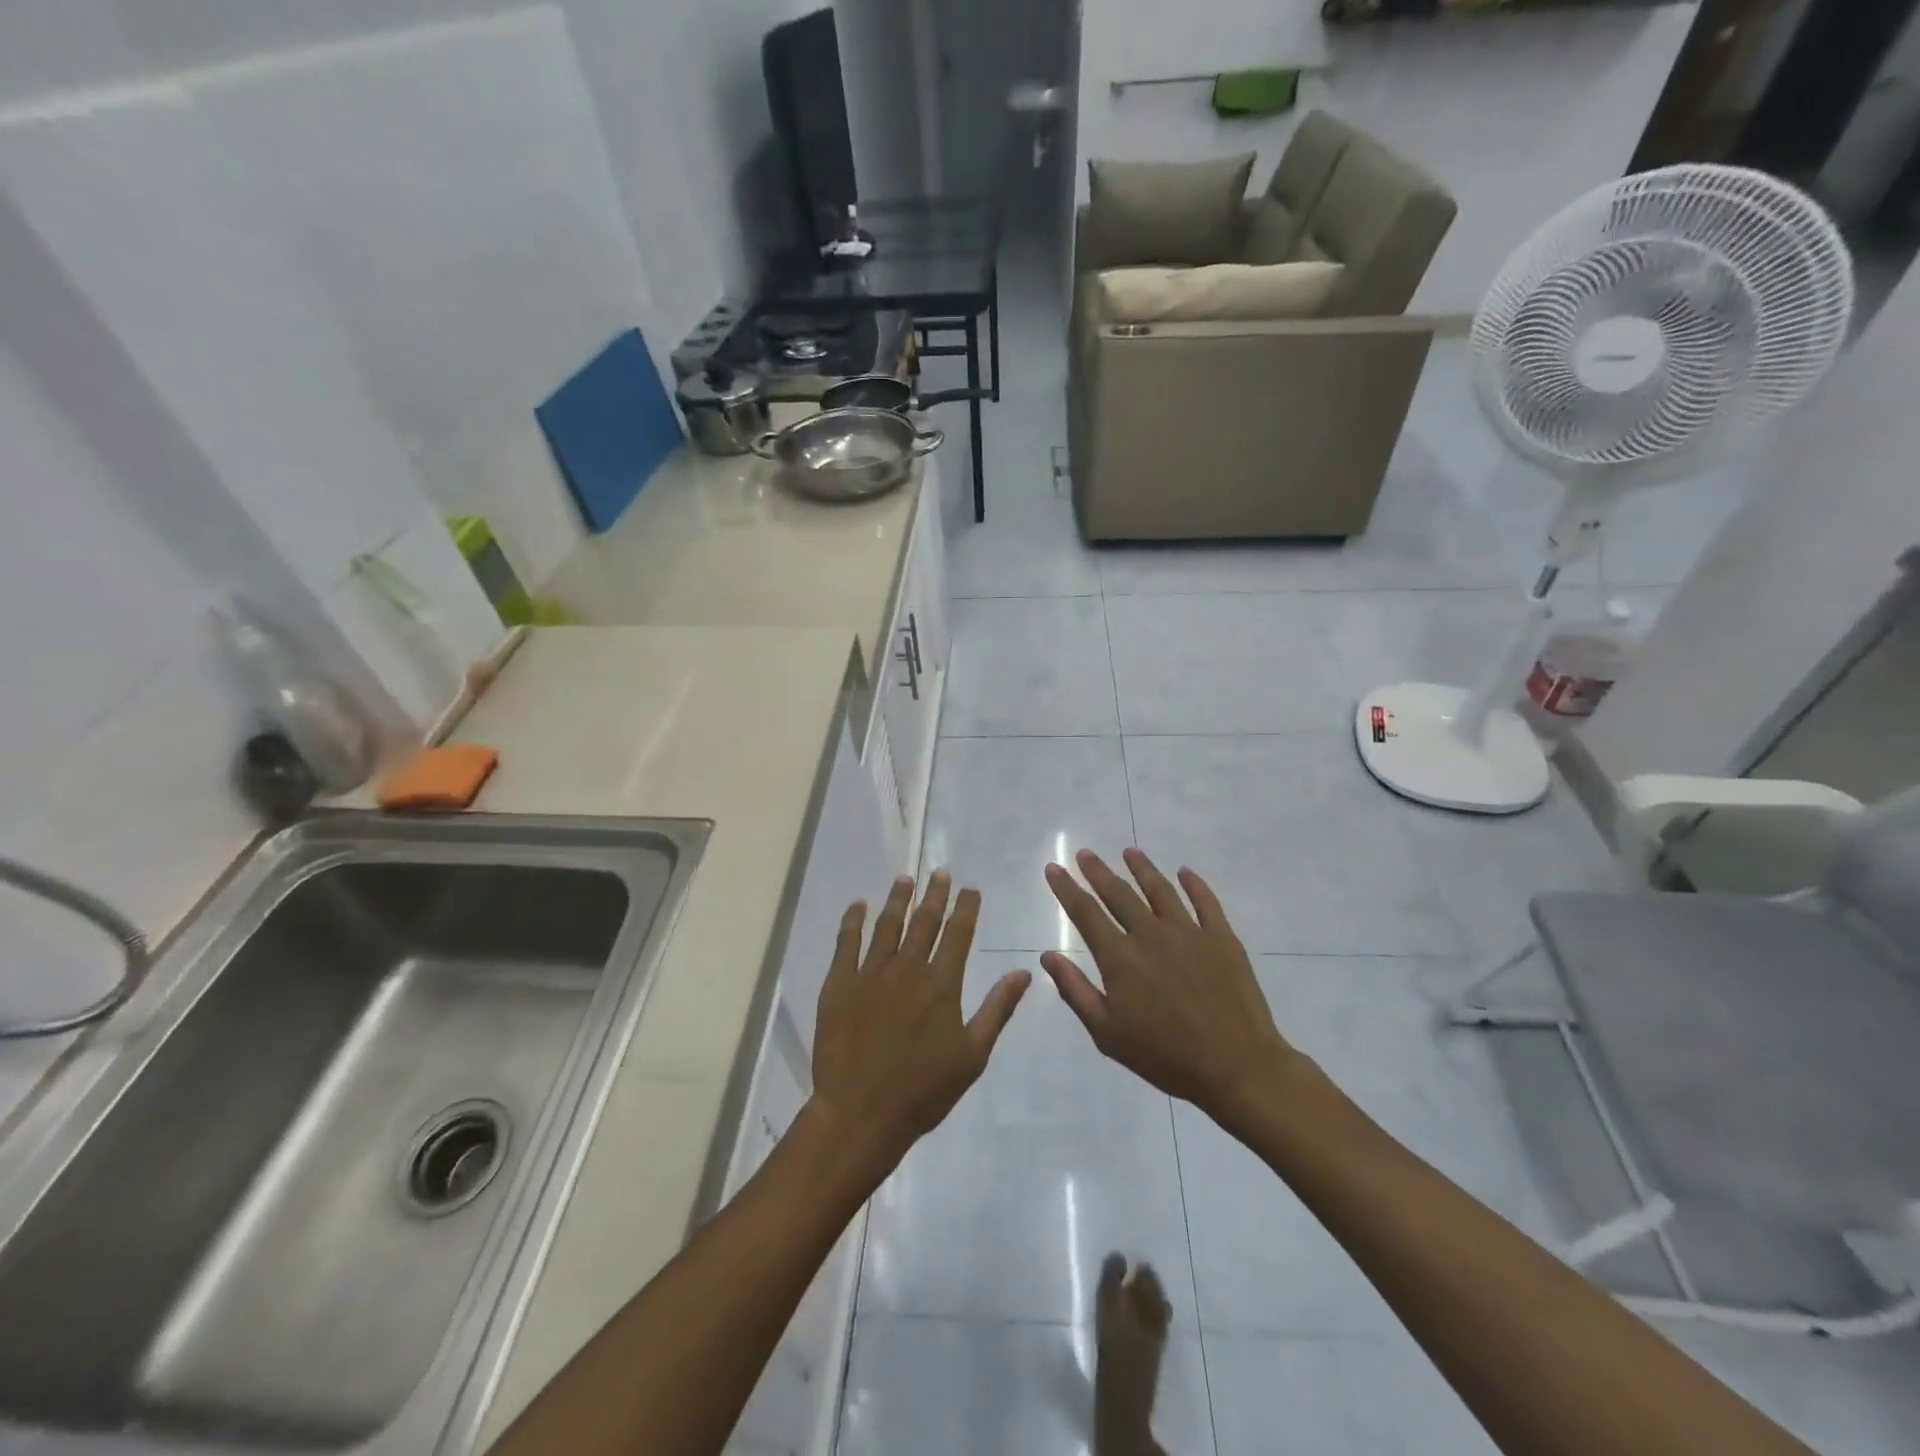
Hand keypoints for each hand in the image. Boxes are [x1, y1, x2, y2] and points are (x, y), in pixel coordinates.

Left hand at [810, 871, 1029, 1172]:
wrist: (860, 1113)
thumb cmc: (923, 1091)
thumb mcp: (972, 1055)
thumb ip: (997, 1010)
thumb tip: (1023, 973)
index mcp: (942, 985)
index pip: (958, 934)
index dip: (965, 908)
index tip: (969, 888)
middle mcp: (908, 969)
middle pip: (924, 922)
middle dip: (934, 894)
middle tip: (939, 872)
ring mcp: (871, 974)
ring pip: (887, 925)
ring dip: (898, 900)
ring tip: (905, 879)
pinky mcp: (840, 984)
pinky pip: (846, 942)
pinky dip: (853, 920)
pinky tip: (858, 905)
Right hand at [1042, 849, 1298, 1124]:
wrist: (1236, 1067)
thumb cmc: (1165, 1056)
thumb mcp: (1107, 1034)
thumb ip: (1076, 991)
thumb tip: (1048, 956)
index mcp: (1120, 958)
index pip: (1086, 912)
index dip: (1067, 888)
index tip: (1054, 868)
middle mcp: (1151, 934)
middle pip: (1119, 893)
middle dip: (1098, 871)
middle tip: (1085, 853)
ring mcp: (1189, 932)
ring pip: (1160, 889)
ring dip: (1142, 868)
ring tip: (1130, 852)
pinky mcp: (1222, 938)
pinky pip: (1206, 902)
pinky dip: (1194, 884)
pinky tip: (1185, 872)